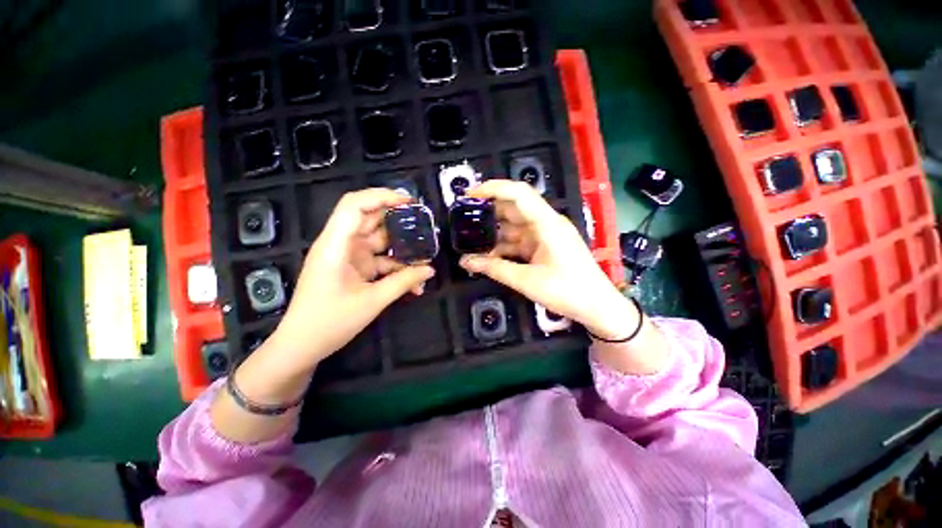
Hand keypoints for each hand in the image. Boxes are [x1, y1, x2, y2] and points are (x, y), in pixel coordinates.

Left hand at [269, 188, 434, 369]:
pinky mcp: (355, 269)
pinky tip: (414, 281)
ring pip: (380, 242)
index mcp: (336, 244)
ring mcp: (349, 256)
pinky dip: (396, 268)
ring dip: (402, 249)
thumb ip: (403, 282)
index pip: (355, 205)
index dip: (381, 196)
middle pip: (371, 220)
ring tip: (425, 257)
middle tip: (426, 226)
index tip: (409, 202)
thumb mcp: (372, 301)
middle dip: (399, 221)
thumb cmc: (329, 322)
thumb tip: (430, 270)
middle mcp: (341, 244)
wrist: (302, 346)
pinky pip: (380, 261)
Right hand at [459, 180, 636, 339]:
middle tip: (463, 221)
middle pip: (513, 208)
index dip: (493, 188)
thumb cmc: (567, 291)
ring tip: (470, 241)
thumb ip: (494, 268)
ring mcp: (545, 236)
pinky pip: (519, 241)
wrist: (597, 307)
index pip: (518, 194)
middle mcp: (546, 224)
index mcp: (547, 223)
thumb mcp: (527, 280)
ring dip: (494, 234)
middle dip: (488, 213)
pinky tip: (487, 256)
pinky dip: (503, 247)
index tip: (469, 195)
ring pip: (513, 227)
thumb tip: (465, 262)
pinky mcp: (544, 248)